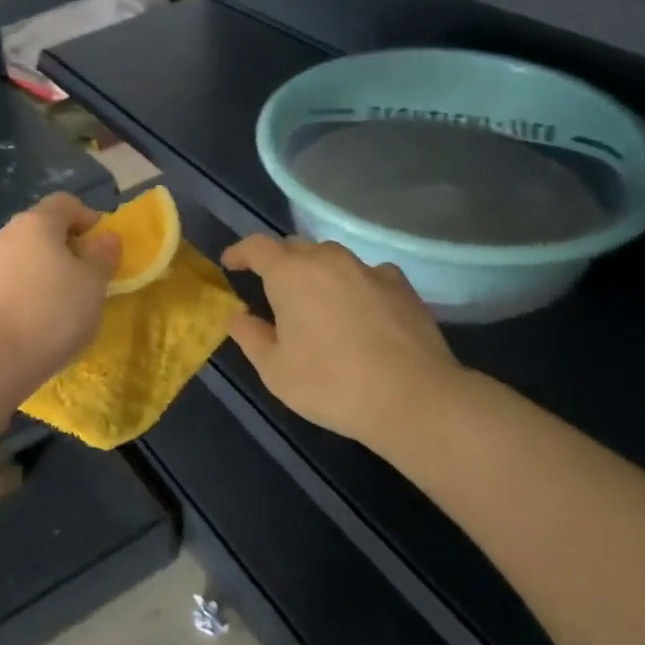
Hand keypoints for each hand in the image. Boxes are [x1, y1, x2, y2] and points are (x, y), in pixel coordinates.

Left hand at [0, 193, 119, 386]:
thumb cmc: (52, 312)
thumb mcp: (93, 284)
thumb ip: (102, 256)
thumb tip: (106, 238)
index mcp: (36, 222)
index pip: (65, 203)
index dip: (88, 218)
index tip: (103, 248)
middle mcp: (6, 234)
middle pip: (41, 228)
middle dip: (66, 246)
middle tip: (86, 277)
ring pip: (23, 256)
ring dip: (44, 270)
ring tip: (63, 303)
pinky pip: (8, 281)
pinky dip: (25, 291)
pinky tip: (36, 320)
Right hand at [221, 235, 467, 447]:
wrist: (414, 398)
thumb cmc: (331, 384)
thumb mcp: (274, 370)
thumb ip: (249, 336)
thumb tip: (238, 315)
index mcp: (290, 274)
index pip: (257, 246)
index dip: (240, 252)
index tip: (230, 264)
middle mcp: (328, 260)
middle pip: (294, 247)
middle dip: (277, 262)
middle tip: (271, 289)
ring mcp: (368, 270)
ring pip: (332, 257)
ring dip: (316, 270)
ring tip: (315, 298)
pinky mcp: (401, 287)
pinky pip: (367, 273)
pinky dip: (354, 283)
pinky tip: (359, 307)